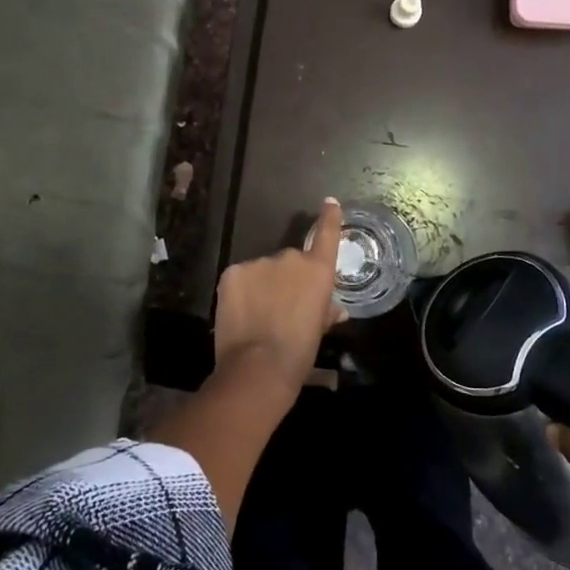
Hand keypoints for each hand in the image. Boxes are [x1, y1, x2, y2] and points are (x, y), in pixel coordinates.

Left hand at [212, 198, 345, 390]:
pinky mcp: (233, 272)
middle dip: (286, 279)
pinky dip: (241, 292)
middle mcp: (290, 258)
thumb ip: (326, 312)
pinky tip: (241, 314)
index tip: (330, 202)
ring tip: (258, 316)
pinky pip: (240, 278)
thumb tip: (336, 309)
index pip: (327, 235)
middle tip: (282, 308)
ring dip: (262, 286)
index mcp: (317, 270)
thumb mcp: (319, 331)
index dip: (329, 217)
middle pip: (289, 262)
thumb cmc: (300, 352)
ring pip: (262, 271)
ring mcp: (259, 263)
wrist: (259, 367)